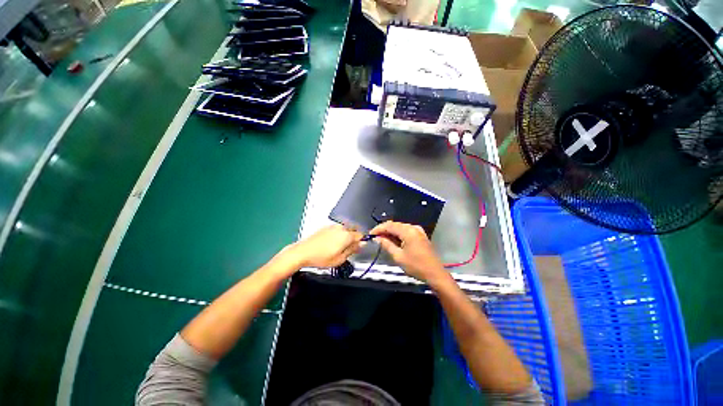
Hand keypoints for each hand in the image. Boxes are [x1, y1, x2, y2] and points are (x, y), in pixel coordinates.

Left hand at [282, 224, 362, 268]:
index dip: (361, 242)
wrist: (303, 252)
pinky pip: (338, 229)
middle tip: (351, 248)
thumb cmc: (320, 257)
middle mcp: (341, 228)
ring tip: (340, 247)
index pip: (360, 235)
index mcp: (346, 235)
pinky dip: (339, 234)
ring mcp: (333, 226)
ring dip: (347, 235)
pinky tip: (333, 243)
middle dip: (355, 237)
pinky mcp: (326, 227)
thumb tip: (360, 245)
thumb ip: (352, 250)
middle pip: (354, 229)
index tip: (359, 247)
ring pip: (345, 228)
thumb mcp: (340, 259)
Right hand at [369, 221, 448, 284]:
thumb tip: (377, 238)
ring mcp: (418, 231)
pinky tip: (393, 240)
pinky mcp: (420, 235)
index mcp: (408, 231)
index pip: (389, 225)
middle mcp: (413, 227)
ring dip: (391, 232)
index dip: (378, 229)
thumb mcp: (398, 256)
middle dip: (384, 230)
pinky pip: (406, 231)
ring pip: (400, 227)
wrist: (435, 274)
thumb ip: (387, 244)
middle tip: (375, 238)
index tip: (370, 234)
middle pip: (395, 225)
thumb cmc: (416, 266)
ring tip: (382, 240)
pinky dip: (398, 235)